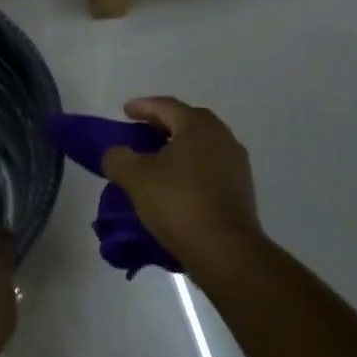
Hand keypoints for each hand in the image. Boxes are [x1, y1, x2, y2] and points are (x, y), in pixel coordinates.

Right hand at [101, 98, 266, 276]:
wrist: (225, 251)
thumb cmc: (178, 203)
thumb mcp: (135, 177)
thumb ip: (118, 158)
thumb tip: (116, 154)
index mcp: (198, 126)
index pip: (166, 106)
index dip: (142, 106)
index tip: (124, 112)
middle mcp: (222, 138)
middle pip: (187, 122)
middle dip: (161, 125)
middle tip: (138, 133)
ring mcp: (235, 165)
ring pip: (199, 146)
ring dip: (176, 148)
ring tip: (153, 160)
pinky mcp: (240, 190)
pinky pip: (208, 168)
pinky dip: (188, 168)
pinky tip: (173, 184)